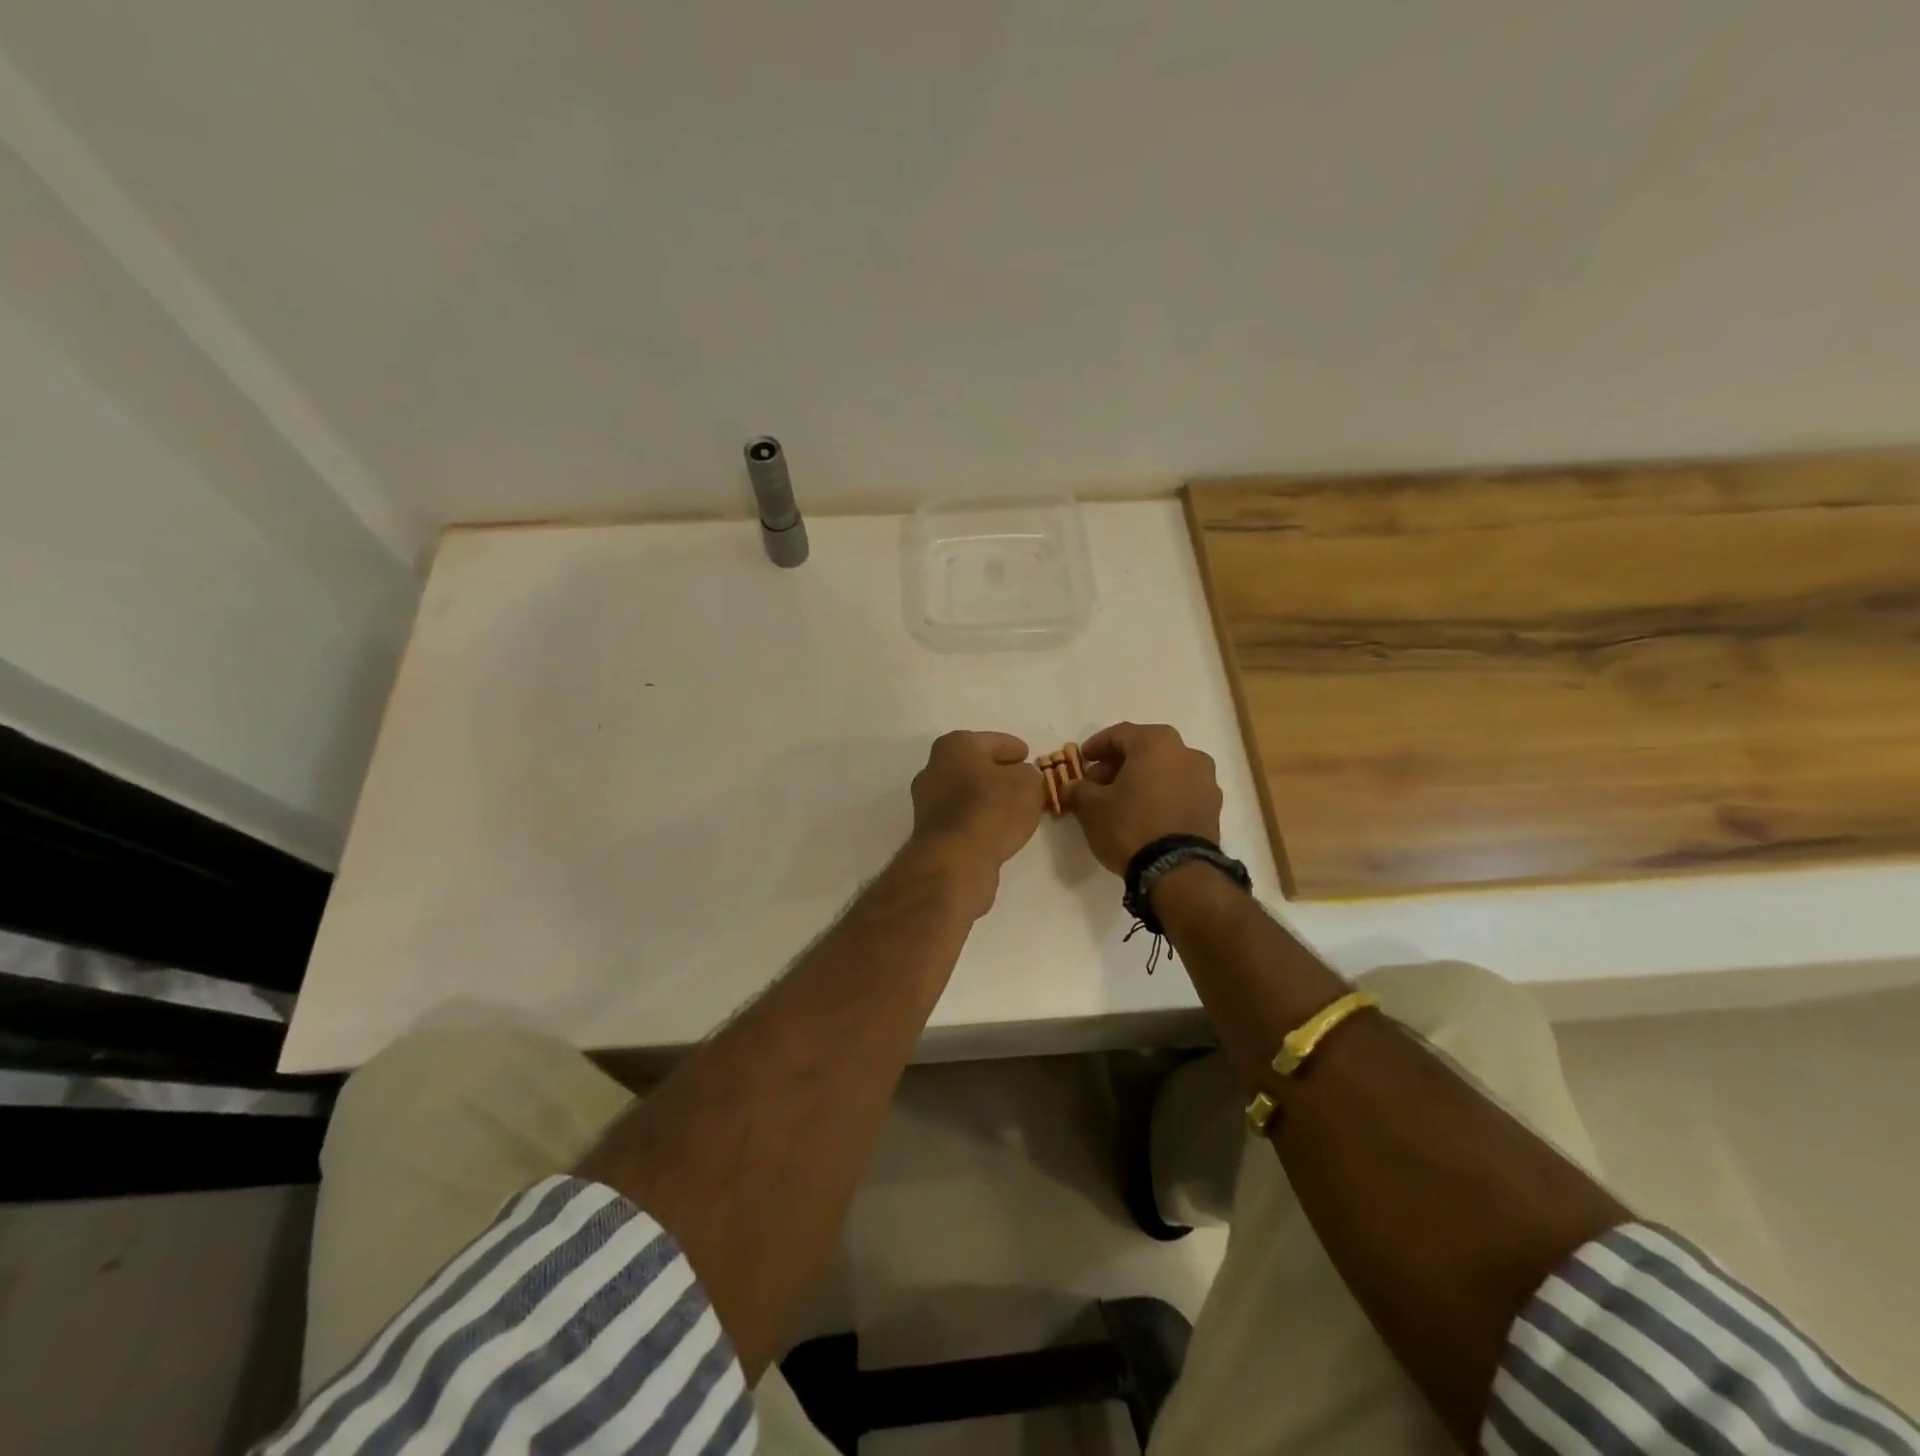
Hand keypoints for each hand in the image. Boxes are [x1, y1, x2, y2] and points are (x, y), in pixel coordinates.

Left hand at [908, 731, 1044, 913]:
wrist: (954, 860)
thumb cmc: (992, 810)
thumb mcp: (1027, 785)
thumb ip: (1029, 775)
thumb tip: (1022, 778)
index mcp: (955, 746)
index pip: (992, 741)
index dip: (1013, 747)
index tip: (1027, 754)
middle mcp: (934, 768)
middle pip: (974, 765)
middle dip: (997, 771)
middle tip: (1022, 780)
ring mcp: (927, 801)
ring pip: (965, 792)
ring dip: (986, 797)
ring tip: (1013, 807)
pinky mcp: (929, 831)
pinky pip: (961, 816)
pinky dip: (977, 818)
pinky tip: (996, 828)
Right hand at [1067, 722, 1222, 874]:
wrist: (1177, 872)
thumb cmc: (1130, 826)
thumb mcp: (1091, 807)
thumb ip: (1079, 789)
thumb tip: (1073, 786)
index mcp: (1157, 743)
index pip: (1119, 734)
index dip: (1096, 746)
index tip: (1082, 760)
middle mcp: (1187, 753)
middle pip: (1145, 750)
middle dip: (1118, 764)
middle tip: (1097, 783)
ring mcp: (1205, 780)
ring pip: (1165, 770)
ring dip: (1142, 779)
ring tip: (1121, 801)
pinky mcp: (1213, 807)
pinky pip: (1180, 791)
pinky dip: (1161, 795)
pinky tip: (1145, 815)